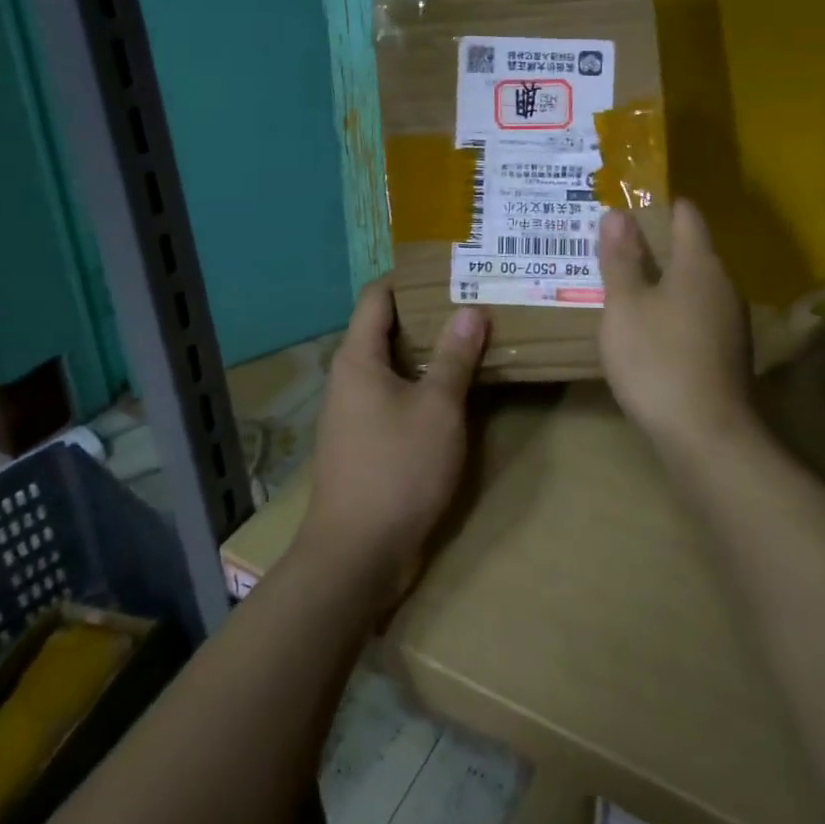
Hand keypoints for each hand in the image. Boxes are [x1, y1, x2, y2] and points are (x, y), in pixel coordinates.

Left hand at [300, 280, 487, 607]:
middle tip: (475, 299)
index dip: (409, 277)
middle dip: (428, 313)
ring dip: (429, 351)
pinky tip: (457, 389)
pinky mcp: (365, 441)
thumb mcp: (437, 408)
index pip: (377, 295)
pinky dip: (423, 384)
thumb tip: (471, 309)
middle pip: (386, 328)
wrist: (357, 555)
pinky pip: (396, 395)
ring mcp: (355, 411)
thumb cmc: (397, 469)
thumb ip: (455, 357)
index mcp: (358, 358)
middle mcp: (350, 377)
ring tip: (474, 337)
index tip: (450, 268)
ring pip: (394, 364)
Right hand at [598, 201, 754, 456]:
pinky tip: (648, 329)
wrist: (708, 438)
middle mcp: (723, 284)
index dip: (659, 204)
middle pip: (691, 250)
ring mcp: (731, 320)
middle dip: (654, 244)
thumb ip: (621, 259)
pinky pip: (697, 314)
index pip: (686, 215)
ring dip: (663, 281)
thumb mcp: (625, 307)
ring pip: (694, 285)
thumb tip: (617, 213)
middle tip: (613, 246)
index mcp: (699, 264)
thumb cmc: (658, 361)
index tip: (627, 204)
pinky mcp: (728, 352)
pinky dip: (673, 311)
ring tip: (624, 286)